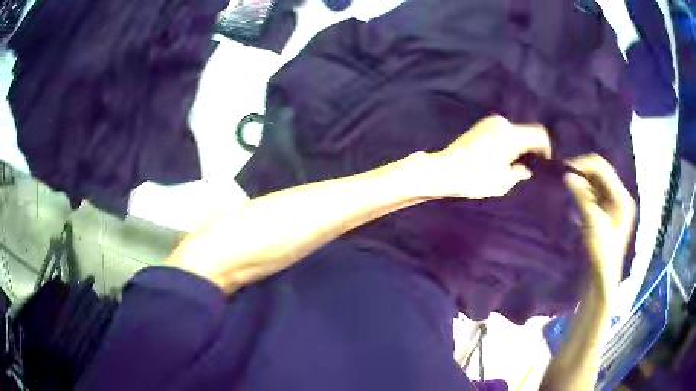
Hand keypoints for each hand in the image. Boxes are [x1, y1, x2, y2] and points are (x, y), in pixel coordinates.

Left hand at [429, 115, 551, 197]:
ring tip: (514, 165)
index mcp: (511, 135)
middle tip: (530, 167)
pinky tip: (502, 158)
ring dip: (519, 145)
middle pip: (526, 132)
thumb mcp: (503, 182)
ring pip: (515, 132)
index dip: (546, 149)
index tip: (545, 164)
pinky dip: (508, 142)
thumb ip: (519, 173)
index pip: (539, 134)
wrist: (443, 169)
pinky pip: (503, 132)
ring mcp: (490, 122)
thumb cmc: (475, 178)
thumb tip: (527, 170)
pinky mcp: (481, 125)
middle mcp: (502, 123)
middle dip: (532, 148)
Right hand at [564, 154, 635, 284]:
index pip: (603, 169)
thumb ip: (581, 196)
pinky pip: (595, 194)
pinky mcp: (607, 212)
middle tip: (565, 175)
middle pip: (601, 174)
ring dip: (583, 181)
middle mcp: (620, 197)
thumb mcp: (592, 223)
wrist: (602, 278)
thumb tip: (567, 175)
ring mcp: (614, 205)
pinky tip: (575, 195)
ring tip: (568, 184)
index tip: (566, 168)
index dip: (585, 165)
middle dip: (584, 172)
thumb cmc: (601, 253)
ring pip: (597, 183)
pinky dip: (585, 192)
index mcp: (622, 197)